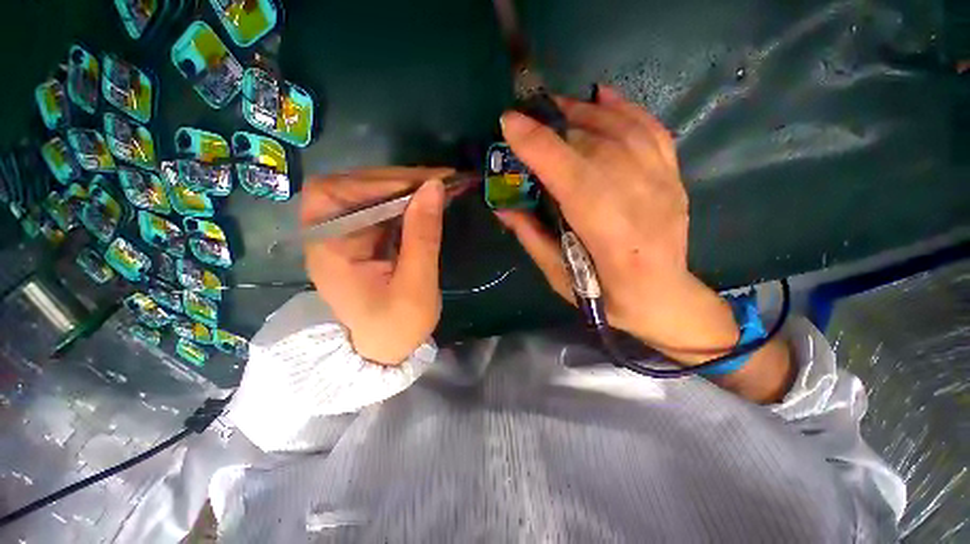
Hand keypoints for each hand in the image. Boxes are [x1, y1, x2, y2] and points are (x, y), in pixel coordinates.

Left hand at [300, 168, 451, 364]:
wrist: (388, 350)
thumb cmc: (398, 326)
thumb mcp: (416, 285)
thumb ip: (423, 236)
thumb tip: (434, 187)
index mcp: (329, 251)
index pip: (334, 194)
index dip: (376, 181)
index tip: (423, 182)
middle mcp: (329, 237)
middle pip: (350, 188)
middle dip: (395, 181)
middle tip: (438, 180)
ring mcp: (347, 237)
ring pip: (368, 196)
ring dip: (404, 188)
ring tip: (438, 186)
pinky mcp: (364, 240)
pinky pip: (381, 210)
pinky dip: (406, 202)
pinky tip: (427, 202)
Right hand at [497, 86, 739, 362]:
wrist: (663, 299)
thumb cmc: (606, 298)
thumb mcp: (560, 277)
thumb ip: (532, 238)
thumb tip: (502, 206)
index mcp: (611, 236)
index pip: (573, 178)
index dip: (540, 147)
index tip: (509, 123)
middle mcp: (642, 203)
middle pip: (595, 147)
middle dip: (555, 125)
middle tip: (525, 116)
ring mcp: (664, 185)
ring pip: (622, 132)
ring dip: (584, 113)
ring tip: (555, 106)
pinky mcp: (673, 179)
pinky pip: (650, 131)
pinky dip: (624, 109)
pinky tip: (601, 97)